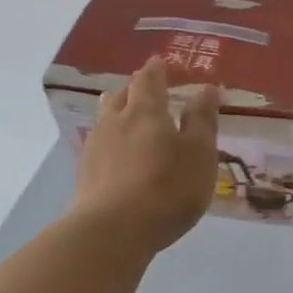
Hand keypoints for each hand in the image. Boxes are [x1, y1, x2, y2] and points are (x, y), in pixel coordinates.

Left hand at [73, 59, 220, 253]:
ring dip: (116, 109)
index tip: (159, 62)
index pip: (149, 81)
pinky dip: (110, 138)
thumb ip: (202, 121)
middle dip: (134, 87)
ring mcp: (96, 147)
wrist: (114, 230)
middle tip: (143, 84)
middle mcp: (116, 121)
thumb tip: (206, 88)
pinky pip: (99, 143)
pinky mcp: (86, 173)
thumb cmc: (168, 188)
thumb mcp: (199, 154)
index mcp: (146, 112)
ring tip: (123, 109)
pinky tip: (114, 150)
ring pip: (105, 117)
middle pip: (122, 95)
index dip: (156, 70)